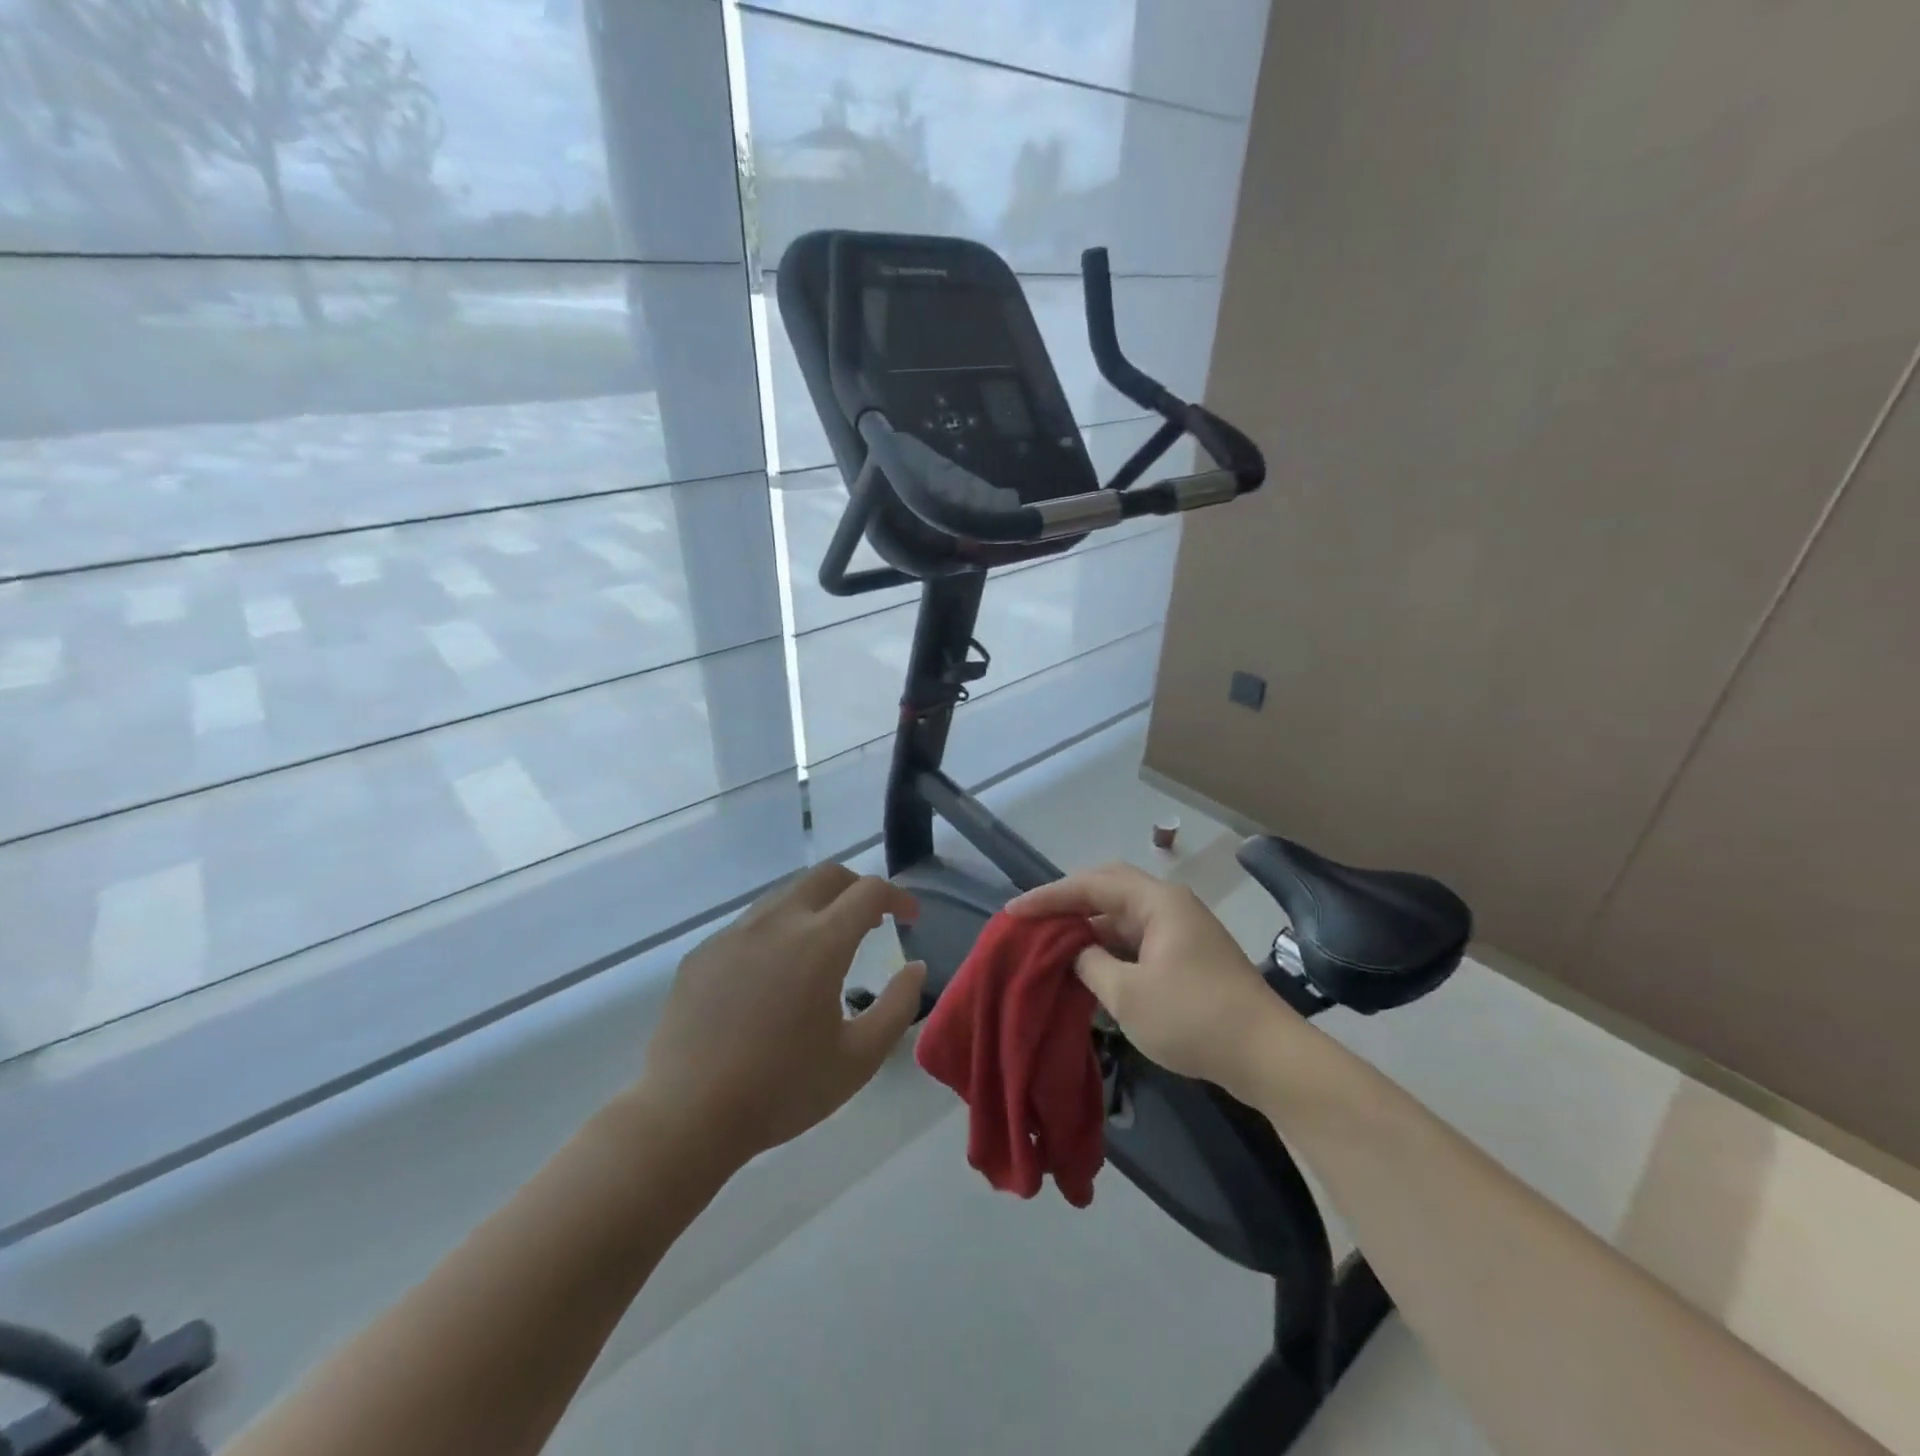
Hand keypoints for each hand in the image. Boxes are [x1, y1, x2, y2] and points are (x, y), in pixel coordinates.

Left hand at [634, 864, 926, 1164]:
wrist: (685, 1116)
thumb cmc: (782, 1089)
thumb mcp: (859, 1059)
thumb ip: (898, 1006)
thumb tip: (915, 968)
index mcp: (820, 942)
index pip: (869, 891)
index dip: (898, 897)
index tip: (910, 917)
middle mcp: (777, 922)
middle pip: (826, 875)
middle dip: (858, 887)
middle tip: (871, 921)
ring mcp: (734, 933)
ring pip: (786, 895)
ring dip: (817, 906)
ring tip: (825, 947)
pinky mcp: (704, 953)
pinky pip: (751, 924)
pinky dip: (779, 930)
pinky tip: (774, 976)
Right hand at [1009, 864, 1285, 1095]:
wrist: (1268, 1056)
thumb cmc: (1194, 1018)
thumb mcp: (1128, 994)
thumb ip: (1090, 964)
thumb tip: (1076, 952)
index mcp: (1157, 902)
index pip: (1091, 885)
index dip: (1049, 897)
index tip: (1013, 912)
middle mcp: (1170, 905)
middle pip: (1109, 890)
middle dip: (1068, 903)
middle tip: (1033, 919)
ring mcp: (1183, 931)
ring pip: (1124, 918)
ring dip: (1089, 928)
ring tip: (1052, 943)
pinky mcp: (1189, 957)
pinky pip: (1138, 940)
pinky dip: (1110, 948)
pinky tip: (1089, 967)